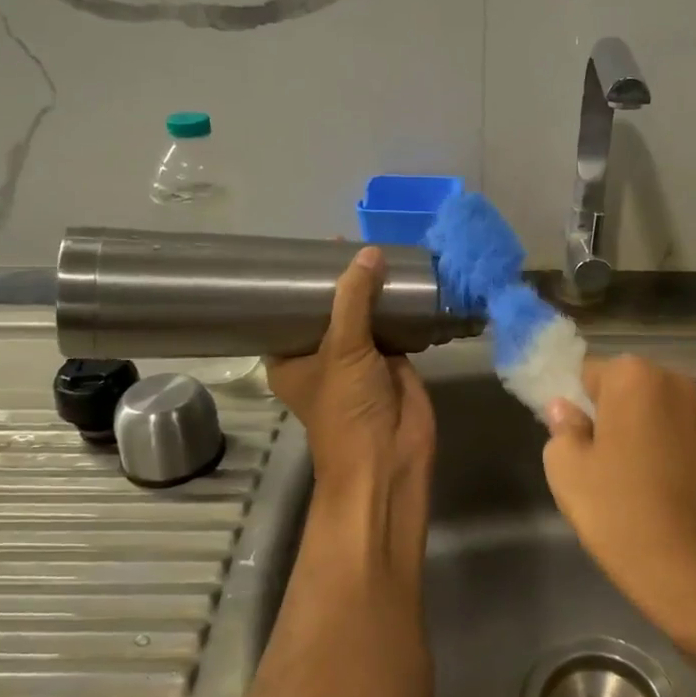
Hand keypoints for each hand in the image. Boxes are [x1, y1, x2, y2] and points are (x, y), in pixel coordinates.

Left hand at [265, 248, 434, 565]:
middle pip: (330, 308)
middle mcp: (321, 355)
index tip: (307, 248)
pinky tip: (407, 277)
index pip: (288, 310)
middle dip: (341, 280)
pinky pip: (394, 325)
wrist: (390, 457)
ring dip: (372, 290)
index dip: (297, 282)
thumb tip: (370, 252)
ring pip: (364, 315)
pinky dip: (400, 306)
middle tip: (351, 239)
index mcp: (290, 357)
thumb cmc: (347, 408)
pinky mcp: (392, 360)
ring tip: (380, 250)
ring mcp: (359, 358)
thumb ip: (354, 299)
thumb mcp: (343, 349)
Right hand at [543, 357, 695, 671]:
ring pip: (671, 415)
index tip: (578, 439)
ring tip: (646, 483)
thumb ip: (562, 429)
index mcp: (635, 379)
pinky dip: (687, 457)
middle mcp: (682, 384)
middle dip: (620, 415)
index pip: (592, 372)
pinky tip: (679, 496)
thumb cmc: (624, 518)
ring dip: (656, 433)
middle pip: (637, 389)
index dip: (580, 404)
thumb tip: (567, 409)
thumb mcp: (568, 474)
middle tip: (607, 463)